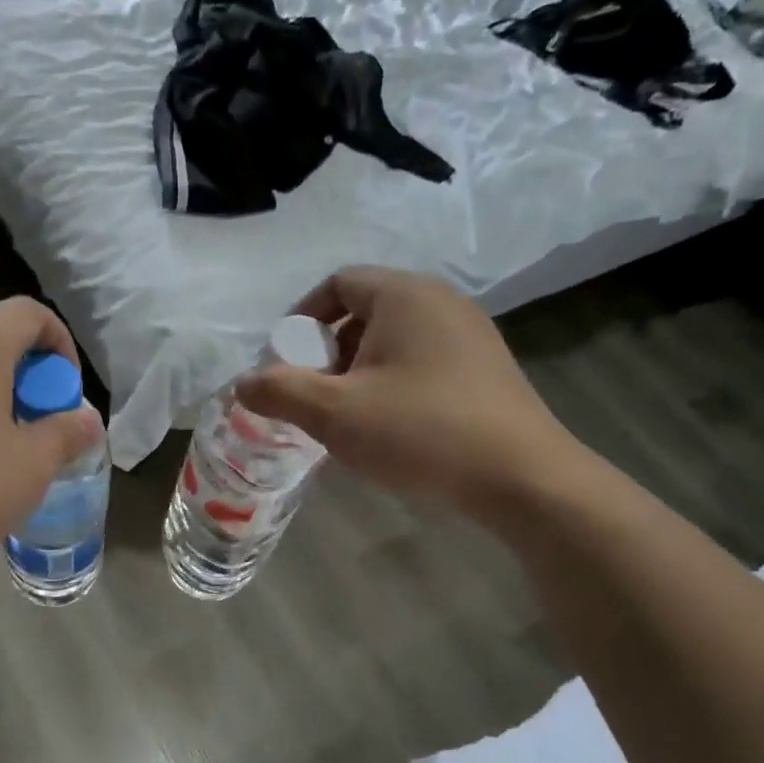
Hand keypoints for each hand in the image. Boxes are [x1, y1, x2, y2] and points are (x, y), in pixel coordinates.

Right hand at [235, 266, 589, 523]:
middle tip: (312, 395)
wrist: (522, 478)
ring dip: (358, 372)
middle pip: (365, 311)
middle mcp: (441, 302)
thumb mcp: (334, 413)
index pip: (338, 283)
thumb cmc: (420, 431)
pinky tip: (390, 428)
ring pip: (393, 341)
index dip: (302, 319)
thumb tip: (241, 383)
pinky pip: (422, 362)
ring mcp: (471, 335)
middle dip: (327, 352)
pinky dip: (392, 384)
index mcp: (404, 295)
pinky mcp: (486, 370)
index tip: (285, 362)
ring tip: (346, 418)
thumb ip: (280, 391)